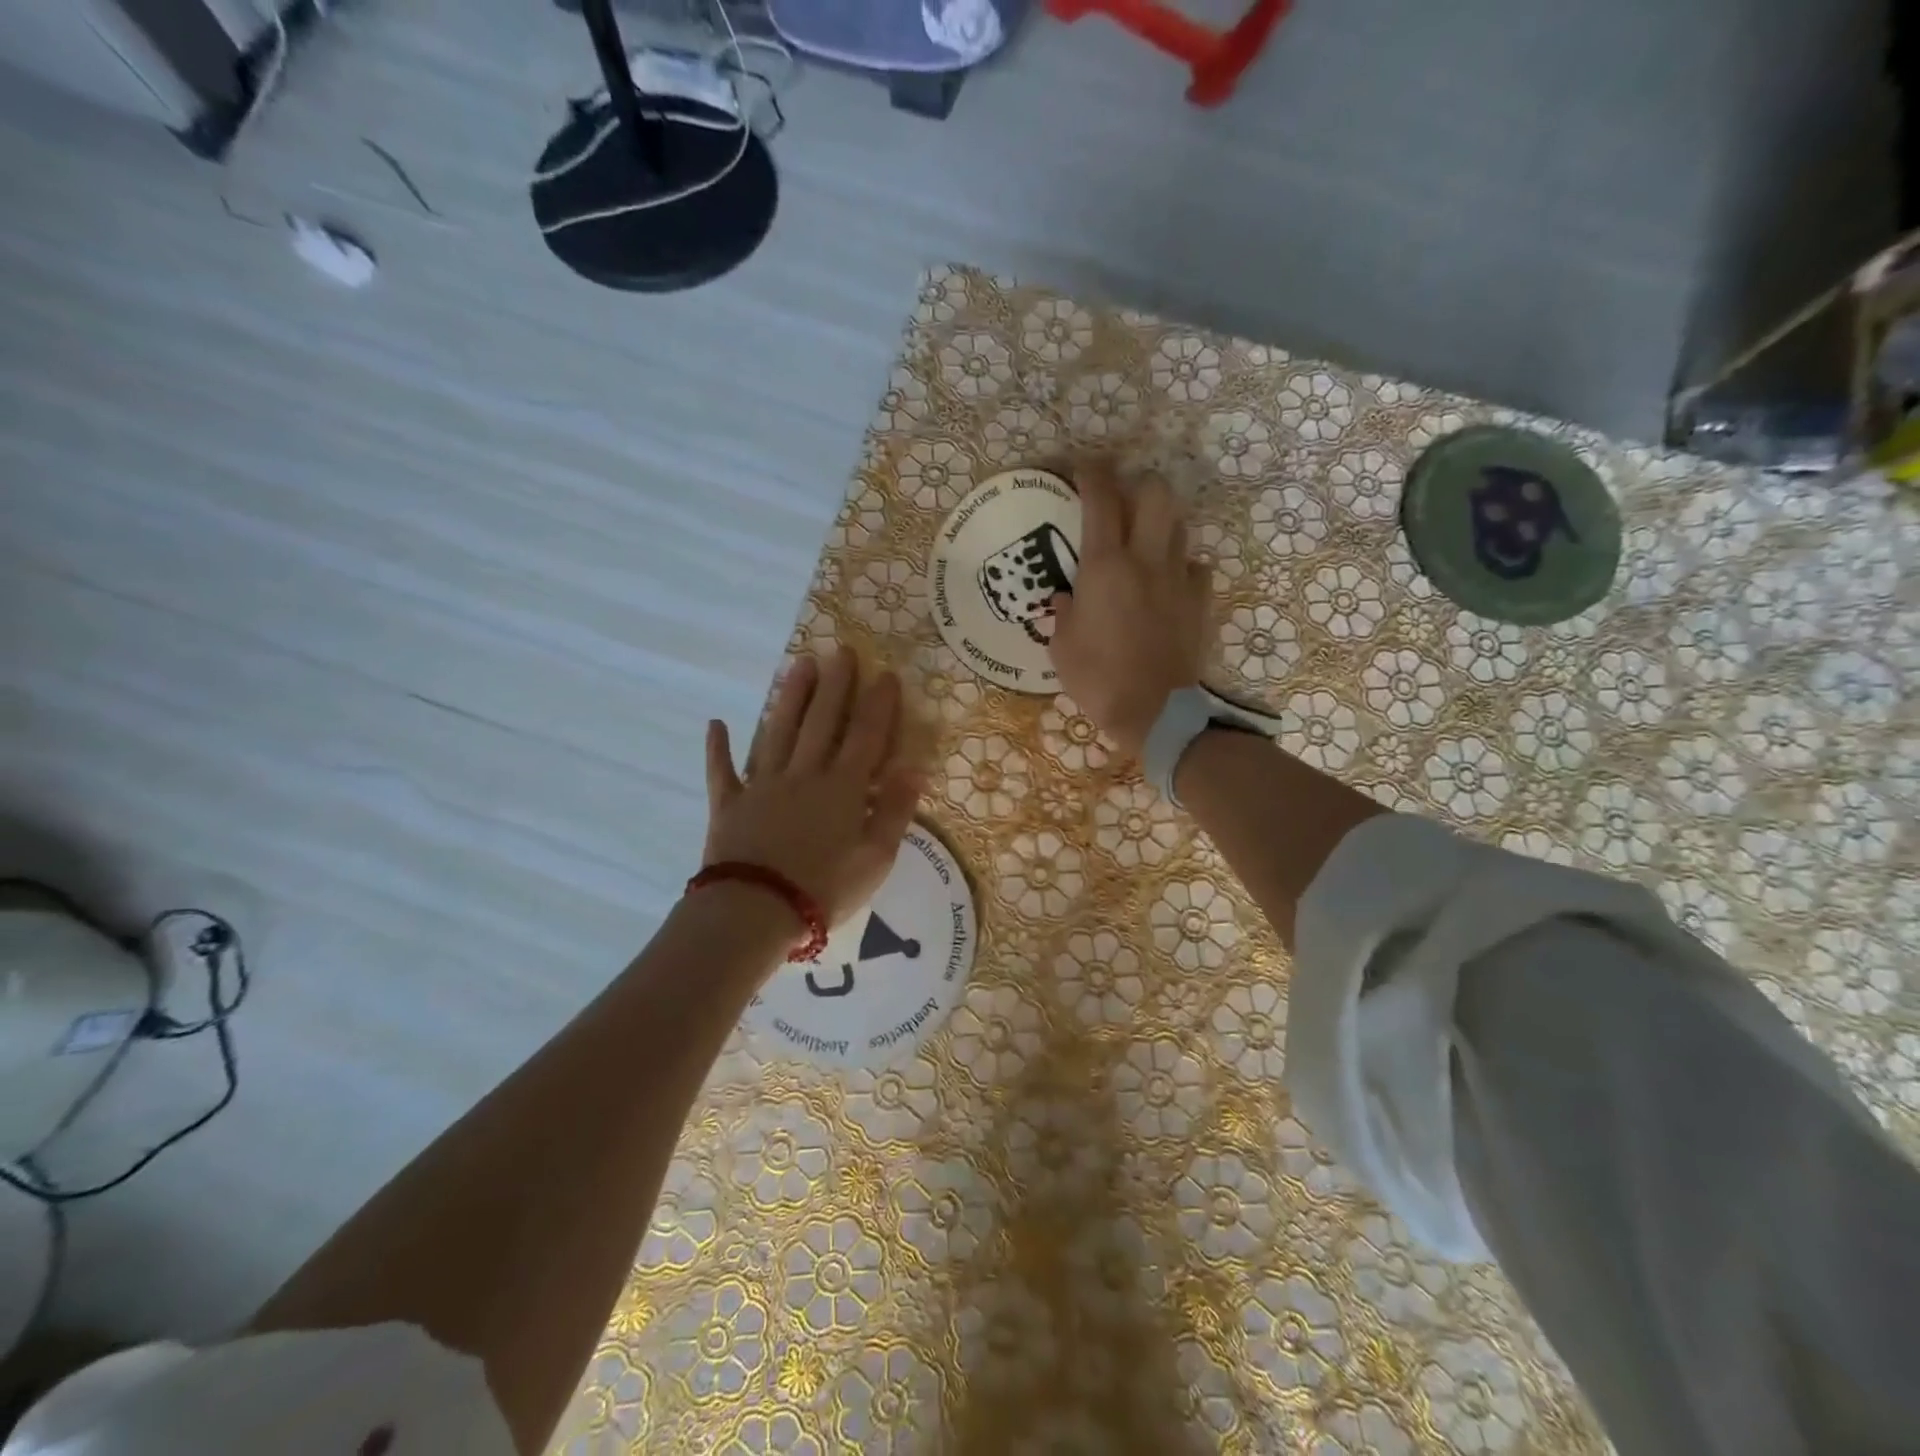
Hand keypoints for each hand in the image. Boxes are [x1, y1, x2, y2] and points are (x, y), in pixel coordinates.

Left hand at [703, 648, 923, 932]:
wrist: (755, 912)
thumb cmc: (824, 890)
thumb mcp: (876, 858)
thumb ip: (896, 811)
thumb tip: (915, 768)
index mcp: (843, 789)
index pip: (866, 736)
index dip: (878, 704)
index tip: (886, 674)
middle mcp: (804, 775)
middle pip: (822, 722)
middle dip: (835, 685)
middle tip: (842, 650)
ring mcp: (763, 786)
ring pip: (777, 732)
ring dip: (790, 697)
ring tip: (800, 664)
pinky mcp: (729, 805)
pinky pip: (722, 772)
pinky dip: (717, 749)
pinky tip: (715, 724)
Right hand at [1048, 468, 1211, 758]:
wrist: (1154, 711)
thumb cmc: (1097, 679)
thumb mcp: (1061, 646)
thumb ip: (1063, 612)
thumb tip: (1068, 597)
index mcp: (1104, 567)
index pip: (1101, 499)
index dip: (1091, 473)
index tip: (1083, 467)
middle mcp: (1145, 560)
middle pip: (1155, 493)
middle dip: (1138, 485)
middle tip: (1123, 500)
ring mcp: (1177, 578)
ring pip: (1179, 524)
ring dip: (1160, 523)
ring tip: (1144, 540)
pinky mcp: (1199, 601)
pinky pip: (1195, 567)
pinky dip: (1181, 565)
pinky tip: (1168, 581)